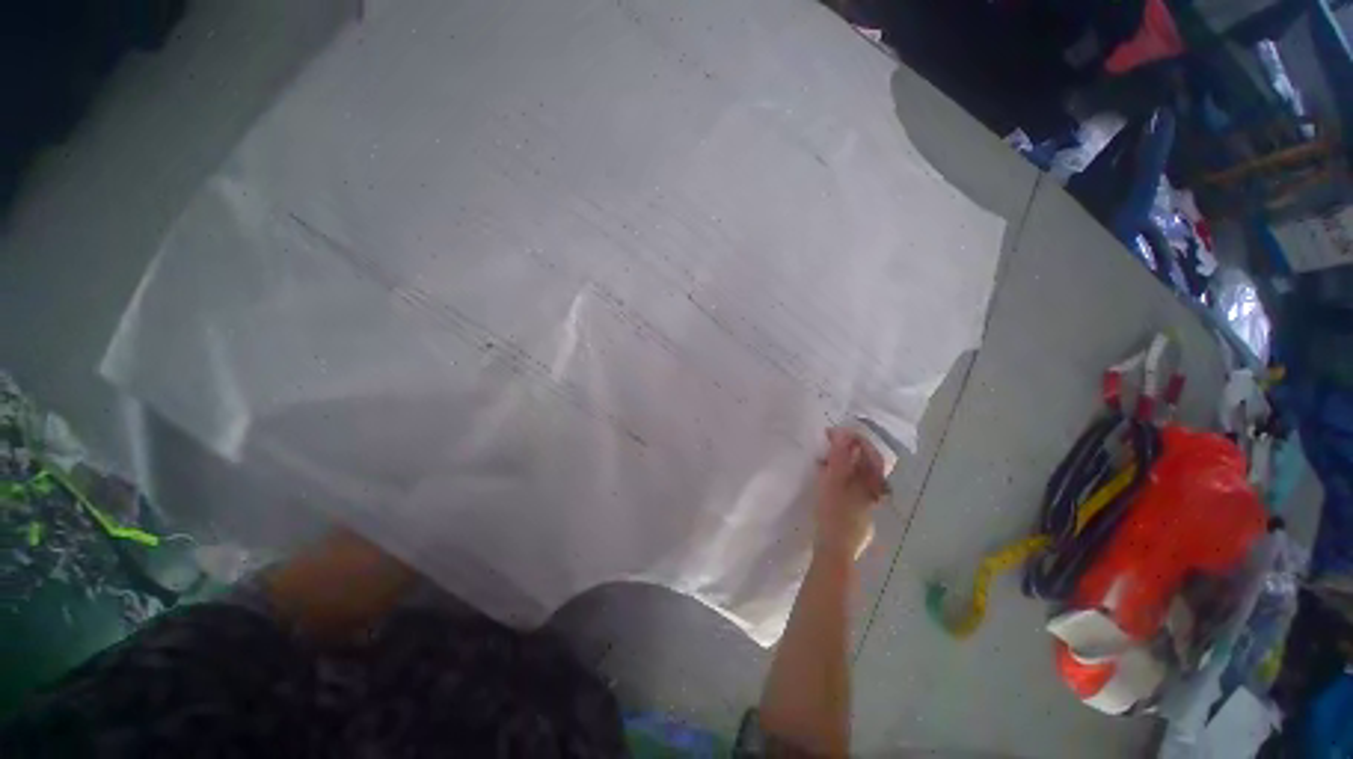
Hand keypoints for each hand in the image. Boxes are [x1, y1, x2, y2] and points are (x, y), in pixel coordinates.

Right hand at [813, 427, 887, 560]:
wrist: (834, 553)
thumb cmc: (833, 514)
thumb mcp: (833, 481)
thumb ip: (839, 457)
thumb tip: (844, 433)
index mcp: (871, 485)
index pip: (872, 456)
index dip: (858, 441)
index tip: (838, 434)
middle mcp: (873, 496)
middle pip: (867, 469)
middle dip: (850, 454)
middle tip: (829, 447)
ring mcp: (866, 509)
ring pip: (859, 482)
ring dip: (844, 468)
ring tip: (823, 464)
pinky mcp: (856, 519)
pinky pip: (851, 493)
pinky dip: (841, 483)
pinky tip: (828, 487)